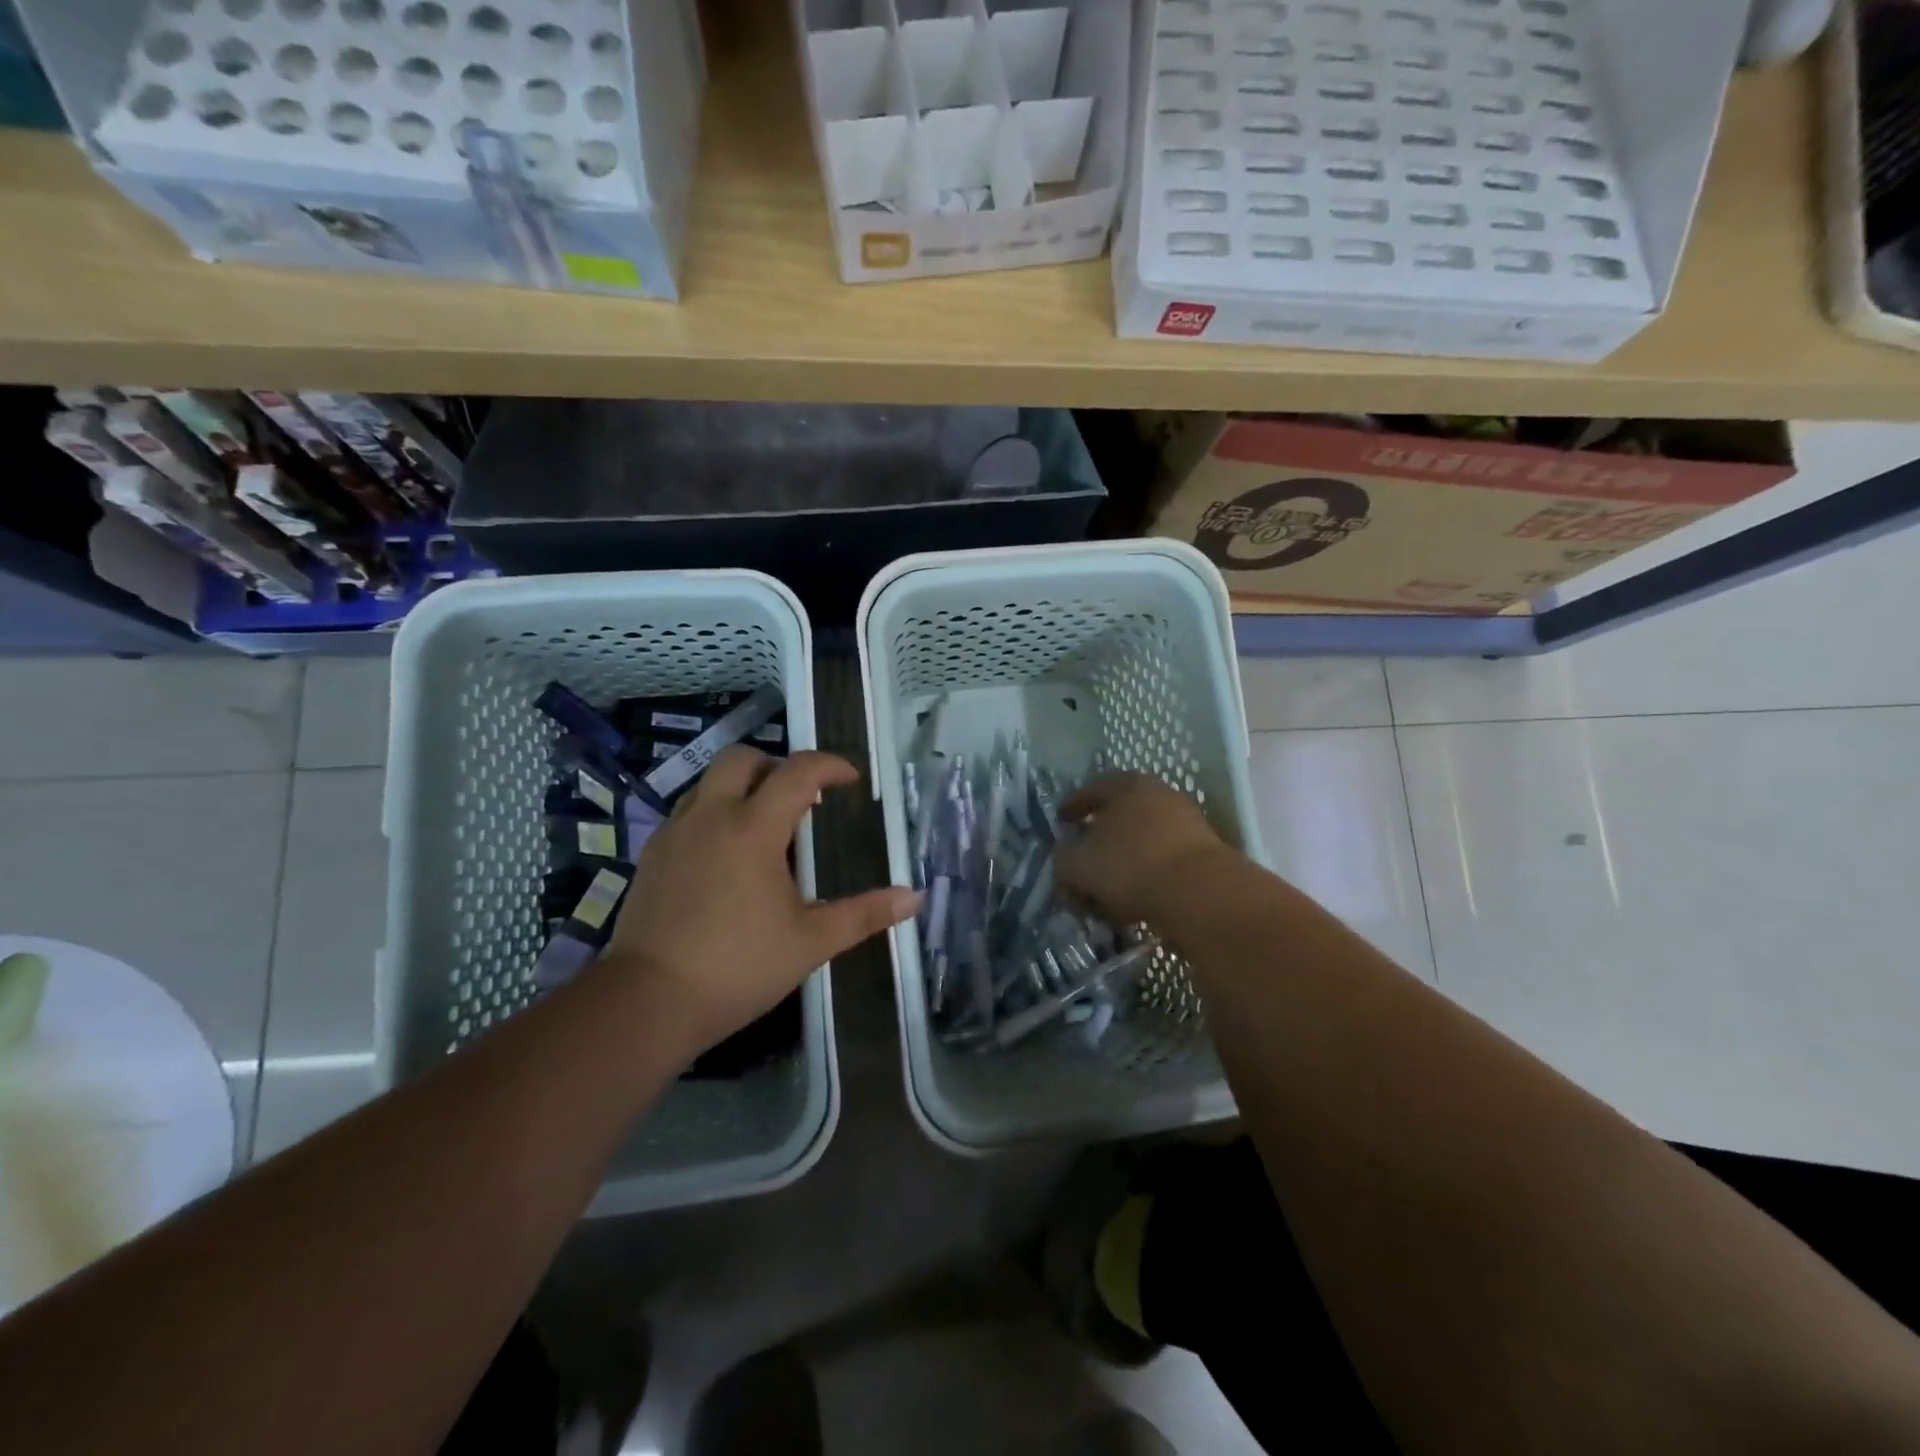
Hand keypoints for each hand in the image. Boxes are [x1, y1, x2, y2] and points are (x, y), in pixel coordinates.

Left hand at [604, 746, 919, 1059]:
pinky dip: (716, 813)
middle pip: (742, 758)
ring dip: (742, 787)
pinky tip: (727, 855)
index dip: (830, 766)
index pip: (798, 772)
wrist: (648, 1002)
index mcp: (753, 829)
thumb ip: (864, 915)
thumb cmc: (738, 967)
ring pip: (709, 782)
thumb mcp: (811, 942)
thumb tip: (914, 898)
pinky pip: (689, 812)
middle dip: (777, 765)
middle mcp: (711, 816)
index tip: (850, 780)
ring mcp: (676, 833)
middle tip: (802, 797)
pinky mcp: (653, 855)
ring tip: (766, 825)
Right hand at [1056, 773, 1236, 927]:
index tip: (1061, 821)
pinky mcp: (1204, 854)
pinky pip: (1163, 861)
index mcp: (1127, 786)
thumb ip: (1063, 860)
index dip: (1073, 806)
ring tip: (1107, 891)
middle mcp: (1159, 796)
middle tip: (1083, 858)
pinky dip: (1146, 877)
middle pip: (1120, 815)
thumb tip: (1065, 859)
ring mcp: (1186, 823)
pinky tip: (1135, 901)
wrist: (1201, 893)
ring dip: (1123, 863)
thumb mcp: (1079, 865)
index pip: (1093, 789)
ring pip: (1143, 841)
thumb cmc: (1131, 866)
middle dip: (1099, 839)